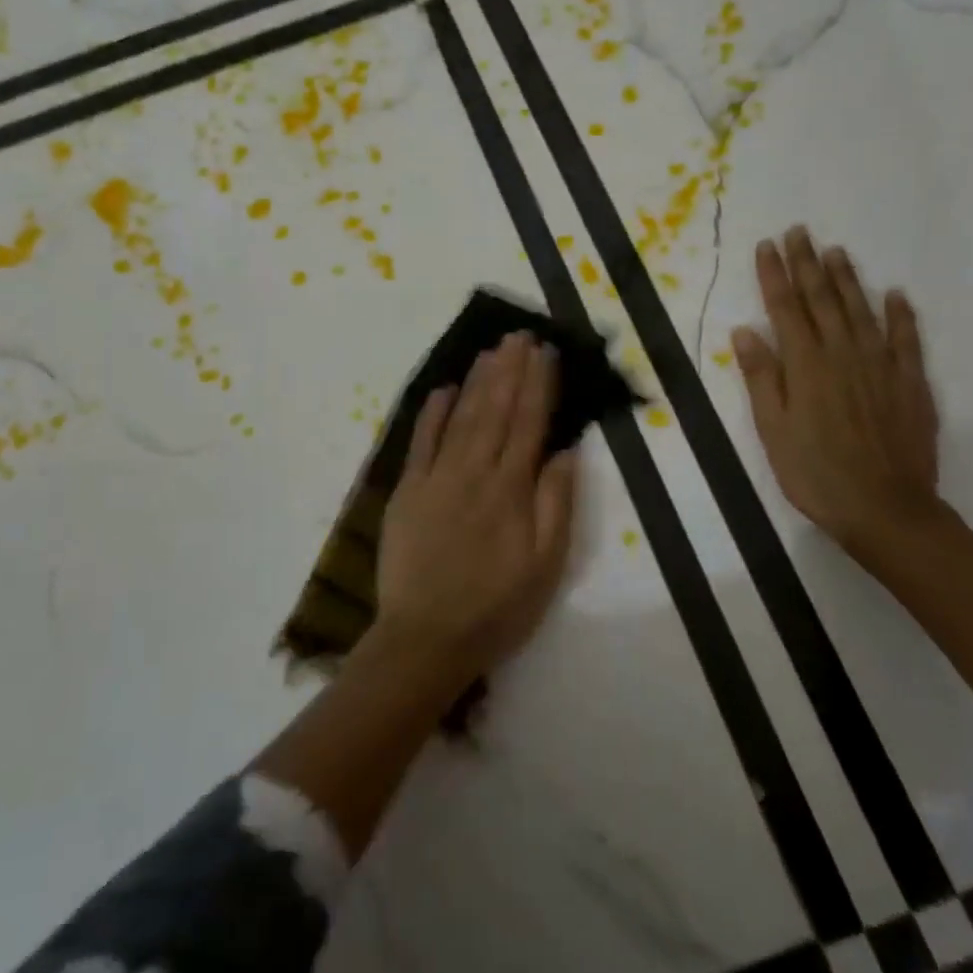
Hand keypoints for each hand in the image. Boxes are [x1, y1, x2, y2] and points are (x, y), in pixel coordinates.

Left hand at [375, 332, 579, 678]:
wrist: (426, 638)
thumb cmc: (496, 607)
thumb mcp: (545, 566)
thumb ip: (556, 504)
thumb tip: (565, 450)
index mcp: (511, 489)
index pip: (529, 423)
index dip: (539, 385)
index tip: (547, 352)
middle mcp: (474, 472)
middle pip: (496, 410)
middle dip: (510, 369)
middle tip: (520, 334)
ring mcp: (436, 478)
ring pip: (462, 417)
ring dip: (478, 381)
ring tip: (492, 350)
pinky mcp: (407, 491)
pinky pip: (421, 442)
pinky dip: (433, 413)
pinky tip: (444, 388)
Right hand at [732, 226, 941, 551]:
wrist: (885, 508)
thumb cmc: (814, 472)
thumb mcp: (772, 429)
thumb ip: (761, 377)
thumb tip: (745, 330)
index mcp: (804, 365)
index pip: (784, 308)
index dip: (774, 275)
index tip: (767, 245)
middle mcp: (842, 353)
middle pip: (821, 299)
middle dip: (807, 263)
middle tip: (799, 231)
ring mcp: (880, 365)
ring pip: (860, 309)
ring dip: (846, 278)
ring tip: (836, 251)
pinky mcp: (910, 382)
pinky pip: (905, 338)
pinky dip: (900, 313)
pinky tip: (895, 294)